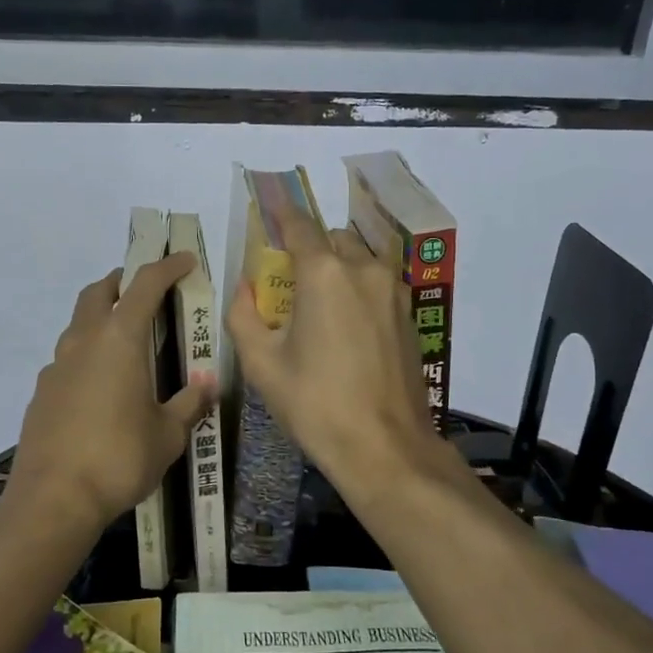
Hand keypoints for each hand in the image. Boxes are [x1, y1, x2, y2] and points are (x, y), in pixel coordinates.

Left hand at [6, 255, 214, 536]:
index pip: (145, 286)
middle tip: (145, 290)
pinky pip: (67, 358)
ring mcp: (56, 366)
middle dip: (122, 282)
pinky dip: (87, 353)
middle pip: (98, 292)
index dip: (167, 267)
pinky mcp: (42, 392)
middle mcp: (84, 341)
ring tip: (126, 339)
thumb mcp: (168, 434)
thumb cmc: (119, 458)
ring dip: (101, 316)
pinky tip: (101, 385)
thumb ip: (189, 403)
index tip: (184, 260)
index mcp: (119, 340)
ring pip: (78, 323)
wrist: (53, 499)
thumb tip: (208, 381)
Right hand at [226, 200, 451, 503]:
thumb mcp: (261, 363)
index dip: (282, 215)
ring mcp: (393, 291)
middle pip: (332, 240)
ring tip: (319, 304)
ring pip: (360, 260)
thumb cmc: (315, 403)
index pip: (299, 226)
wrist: (384, 446)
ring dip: (338, 267)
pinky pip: (377, 284)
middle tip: (290, 280)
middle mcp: (364, 269)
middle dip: (310, 249)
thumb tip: (246, 288)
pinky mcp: (409, 315)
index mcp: (324, 273)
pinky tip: (345, 325)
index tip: (270, 206)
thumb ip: (243, 315)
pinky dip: (358, 288)